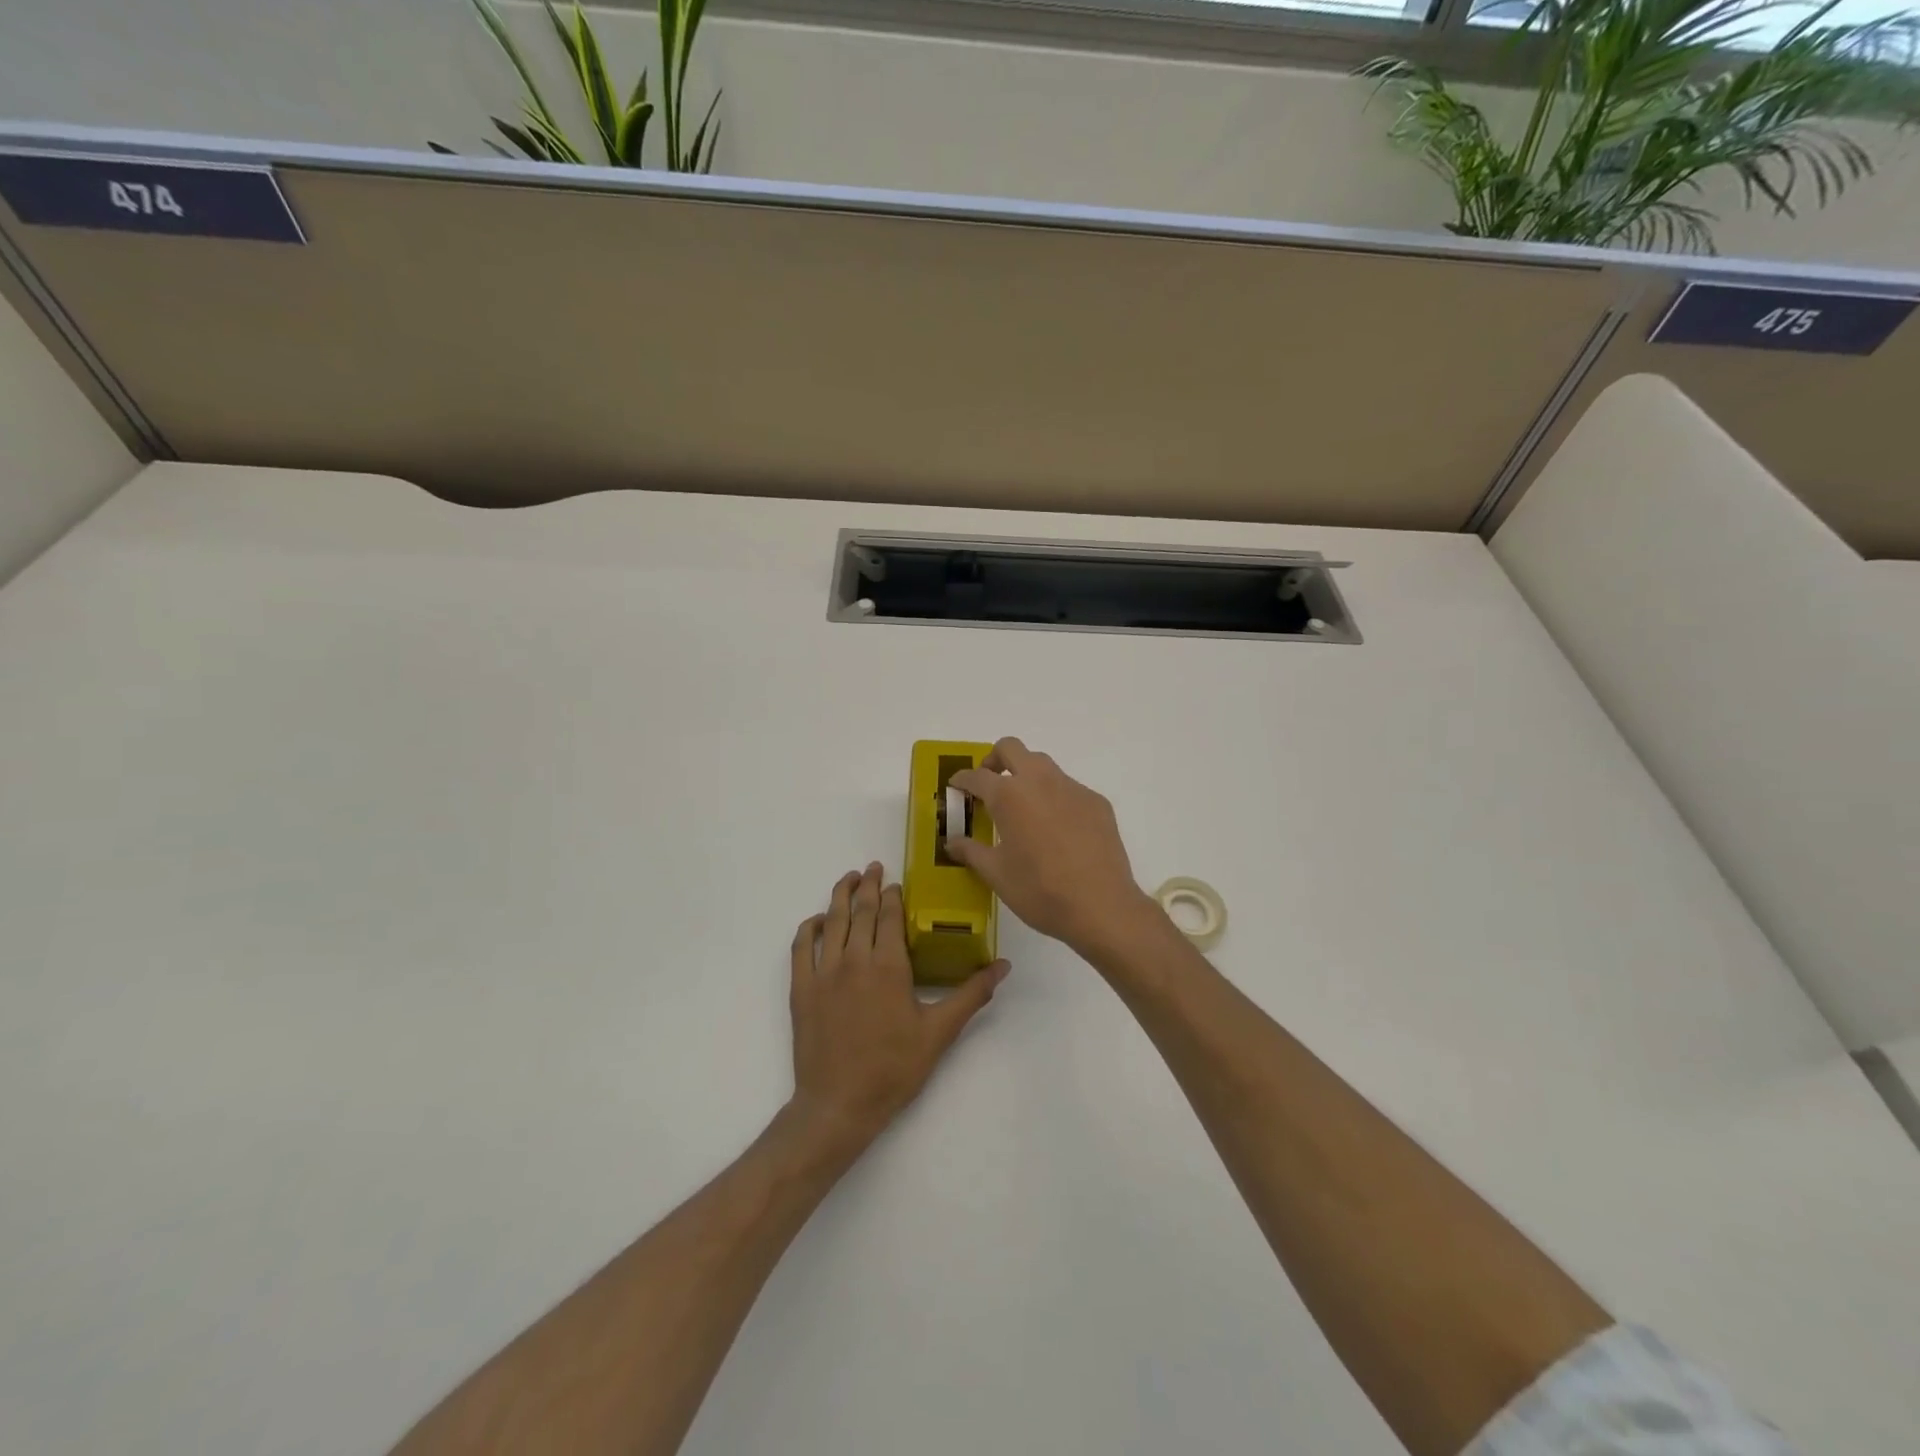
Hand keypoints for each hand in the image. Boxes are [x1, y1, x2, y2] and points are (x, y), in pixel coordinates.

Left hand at [786, 863, 1008, 1159]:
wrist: (838, 1105)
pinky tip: (818, 920)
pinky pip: (801, 946)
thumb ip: (971, 994)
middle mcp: (853, 959)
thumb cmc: (893, 1069)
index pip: (889, 916)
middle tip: (873, 867)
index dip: (892, 895)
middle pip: (860, 910)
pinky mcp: (801, 988)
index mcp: (888, 966)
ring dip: (840, 895)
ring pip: (831, 921)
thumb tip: (1002, 966)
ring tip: (849, 878)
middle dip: (868, 885)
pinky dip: (809, 927)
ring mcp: (823, 972)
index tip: (896, 882)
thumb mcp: (939, 1033)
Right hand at [947, 738, 1161, 959]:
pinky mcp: (1096, 802)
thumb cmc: (1039, 890)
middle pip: (1012, 748)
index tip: (956, 786)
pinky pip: (1068, 788)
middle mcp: (1040, 781)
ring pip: (1043, 764)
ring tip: (1022, 807)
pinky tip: (1057, 829)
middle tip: (989, 784)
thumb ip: (971, 852)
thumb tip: (952, 842)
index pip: (977, 776)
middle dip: (994, 760)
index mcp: (1009, 796)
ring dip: (1026, 775)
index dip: (962, 780)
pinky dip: (1054, 797)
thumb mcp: (997, 874)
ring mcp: (1072, 788)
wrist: (1101, 906)